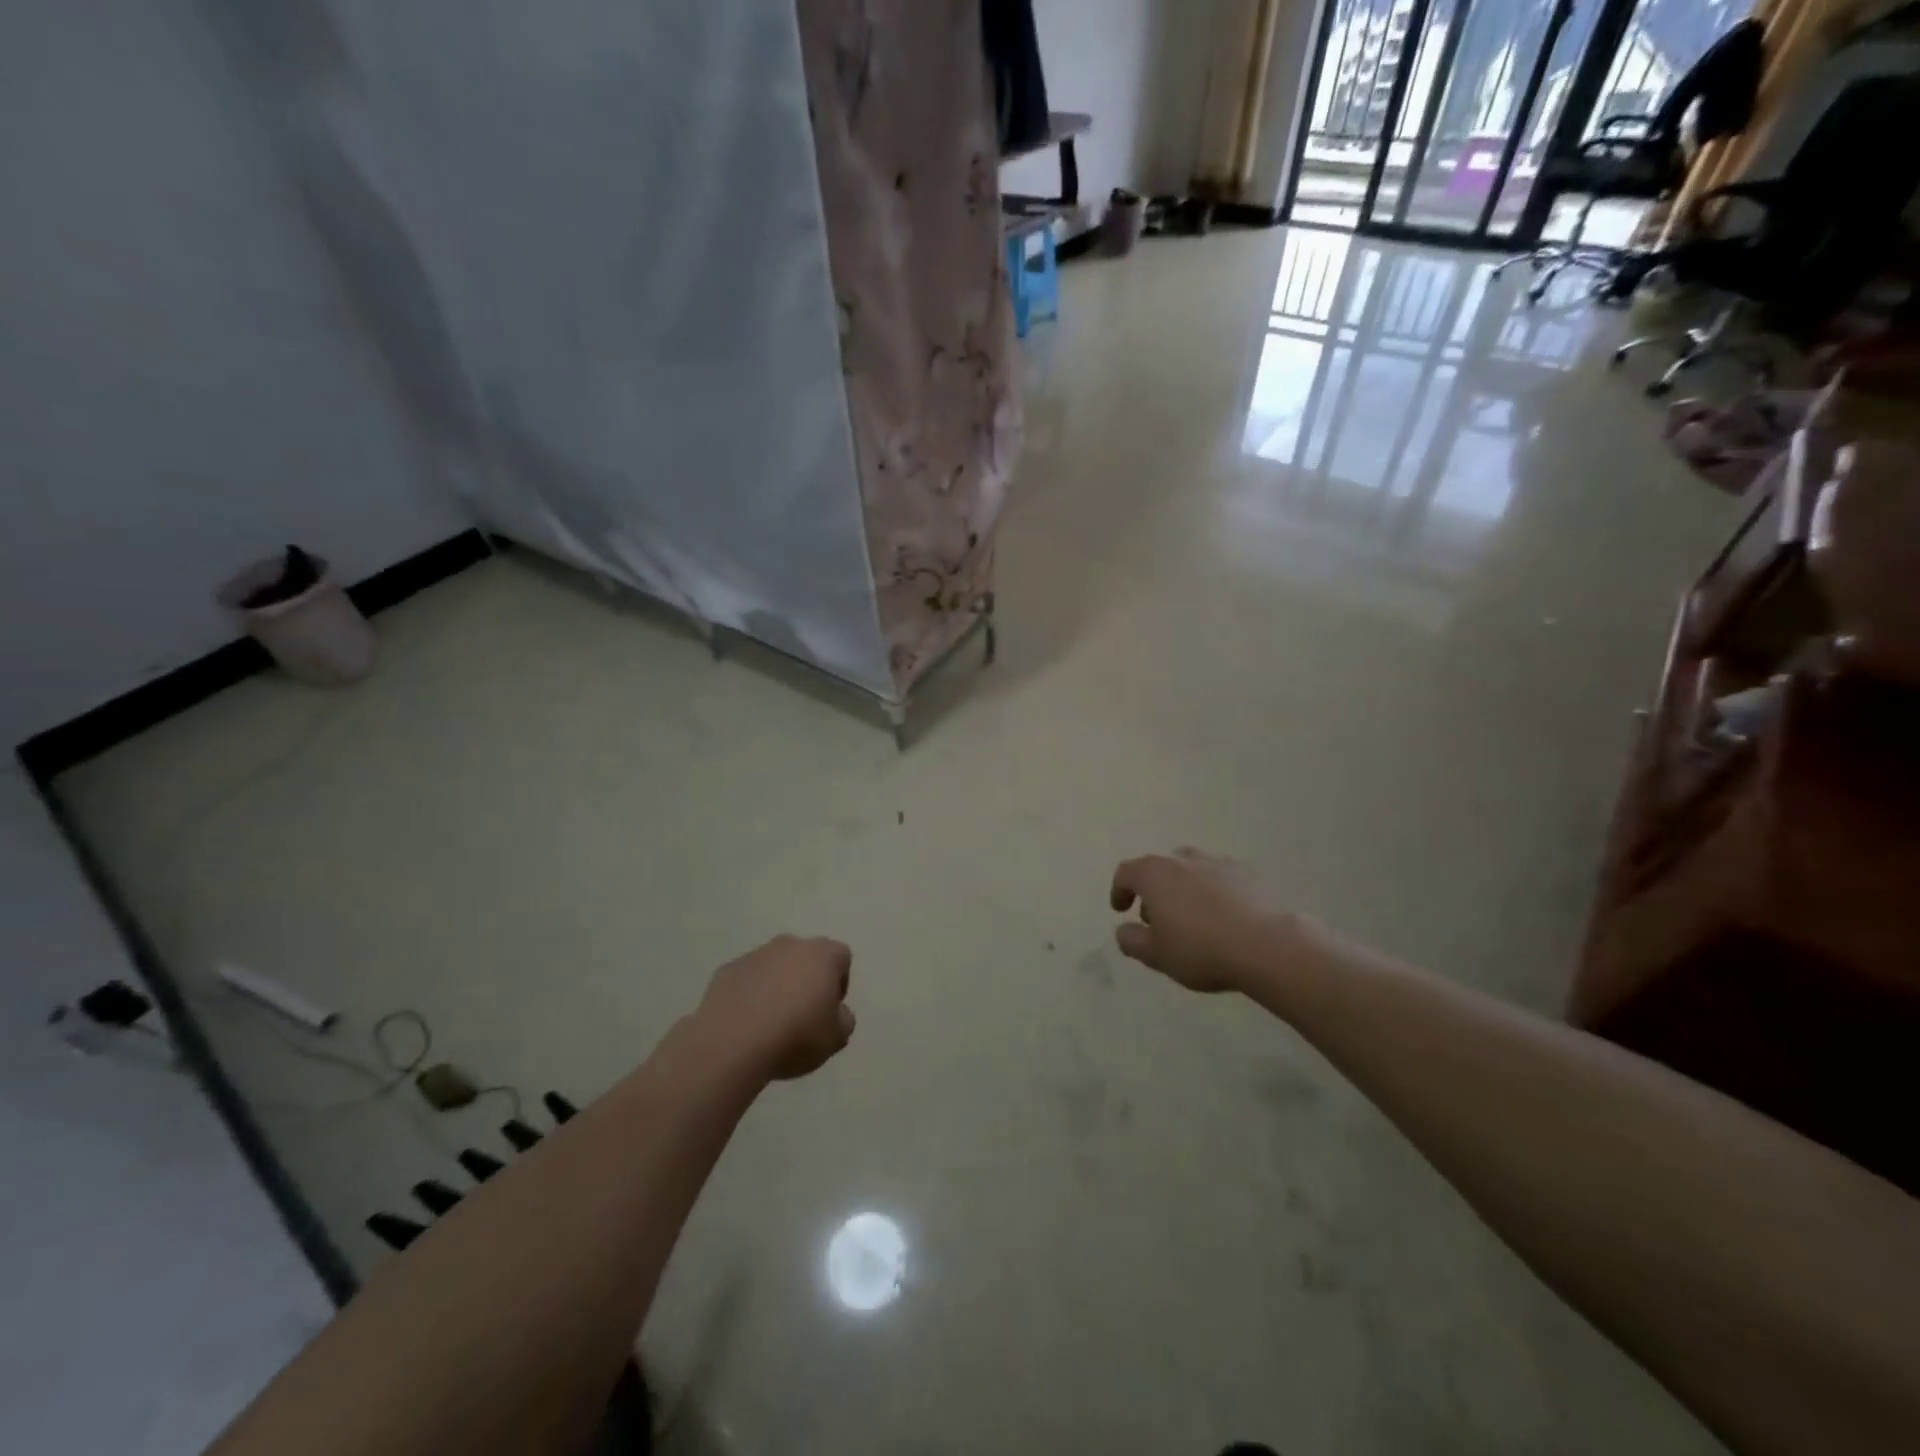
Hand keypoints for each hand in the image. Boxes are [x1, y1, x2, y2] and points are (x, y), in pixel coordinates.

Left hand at [696, 936, 855, 1080]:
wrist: (733, 1042)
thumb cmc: (796, 1035)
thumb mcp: (836, 1038)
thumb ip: (844, 1019)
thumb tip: (836, 1013)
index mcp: (822, 954)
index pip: (841, 957)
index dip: (839, 983)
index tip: (829, 1010)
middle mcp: (790, 944)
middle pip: (806, 957)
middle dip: (806, 980)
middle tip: (802, 1015)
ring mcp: (755, 955)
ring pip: (774, 966)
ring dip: (776, 986)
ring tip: (770, 1022)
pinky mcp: (727, 970)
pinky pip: (747, 979)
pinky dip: (750, 995)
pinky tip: (746, 1023)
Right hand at [1109, 849, 1305, 994]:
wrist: (1268, 946)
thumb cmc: (1201, 949)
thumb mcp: (1155, 955)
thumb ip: (1131, 940)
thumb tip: (1124, 930)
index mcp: (1154, 874)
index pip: (1126, 872)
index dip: (1119, 890)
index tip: (1120, 910)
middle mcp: (1183, 859)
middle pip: (1159, 868)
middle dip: (1153, 891)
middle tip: (1157, 919)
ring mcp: (1218, 862)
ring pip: (1191, 870)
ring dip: (1183, 889)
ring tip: (1191, 918)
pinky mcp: (1248, 873)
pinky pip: (1220, 879)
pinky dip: (1213, 893)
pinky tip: (1223, 918)